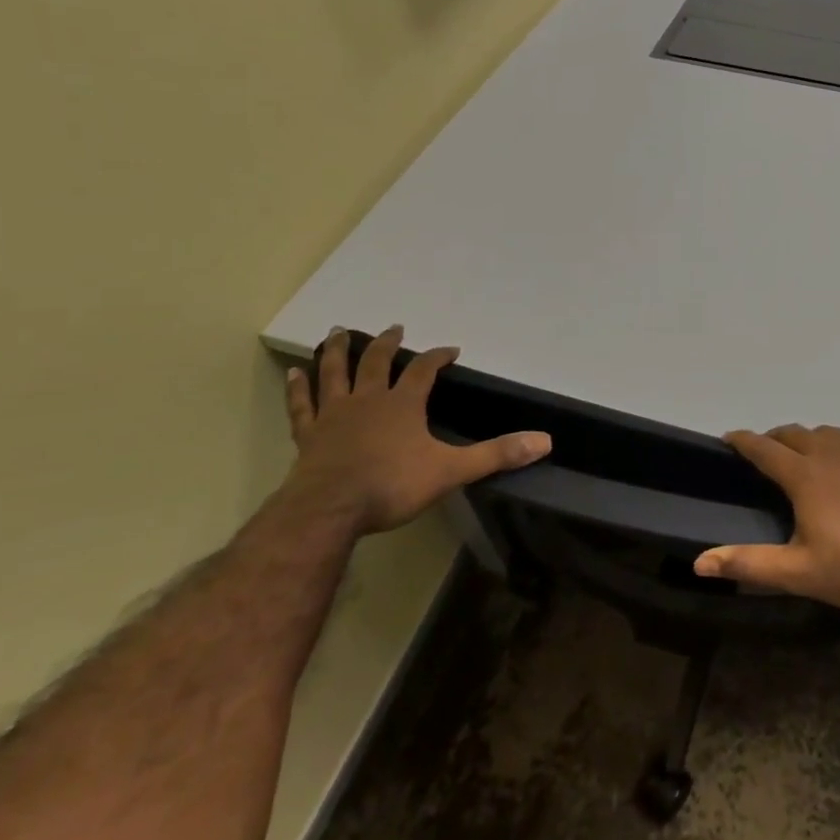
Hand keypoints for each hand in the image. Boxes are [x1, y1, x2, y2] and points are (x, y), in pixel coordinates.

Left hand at [284, 326, 550, 533]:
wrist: (329, 510)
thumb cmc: (392, 486)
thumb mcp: (452, 470)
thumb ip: (496, 454)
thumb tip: (544, 440)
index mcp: (403, 404)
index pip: (424, 371)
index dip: (438, 357)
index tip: (450, 349)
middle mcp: (368, 400)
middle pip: (377, 362)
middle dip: (387, 343)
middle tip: (394, 328)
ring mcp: (334, 415)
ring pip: (335, 373)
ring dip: (338, 351)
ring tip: (338, 331)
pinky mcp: (308, 435)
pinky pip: (302, 405)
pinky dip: (299, 387)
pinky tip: (295, 372)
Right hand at [694, 425, 839, 610]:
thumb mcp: (799, 572)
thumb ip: (749, 564)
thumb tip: (699, 563)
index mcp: (804, 475)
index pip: (763, 448)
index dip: (743, 441)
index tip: (729, 439)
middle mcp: (830, 451)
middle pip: (793, 433)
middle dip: (774, 440)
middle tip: (767, 457)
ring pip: (826, 433)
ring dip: (809, 441)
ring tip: (807, 460)